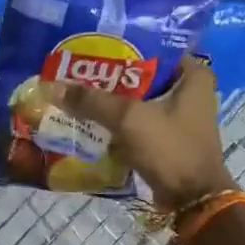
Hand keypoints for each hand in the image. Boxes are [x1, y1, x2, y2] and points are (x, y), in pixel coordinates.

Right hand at [41, 57, 235, 208]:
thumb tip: (51, 85)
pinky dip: (116, 120)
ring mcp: (179, 115)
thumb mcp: (129, 119)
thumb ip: (91, 100)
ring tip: (75, 89)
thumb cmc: (171, 149)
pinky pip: (136, 120)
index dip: (120, 45)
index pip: (152, 47)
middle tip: (75, 67)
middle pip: (140, 74)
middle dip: (108, 74)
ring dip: (110, 99)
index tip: (90, 44)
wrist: (193, 201)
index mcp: (192, 75)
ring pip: (136, 98)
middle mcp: (189, 90)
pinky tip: (88, 116)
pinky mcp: (167, 136)